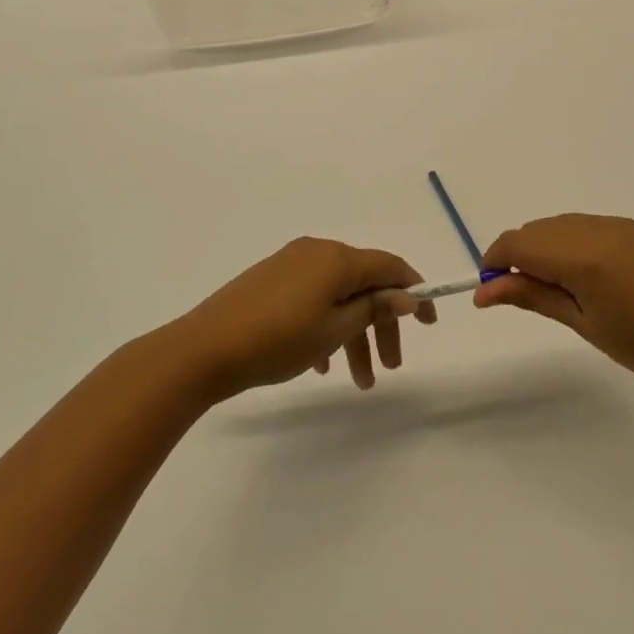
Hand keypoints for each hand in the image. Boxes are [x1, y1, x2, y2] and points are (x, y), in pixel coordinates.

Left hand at [172, 237, 436, 401]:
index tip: (429, 324)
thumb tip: (405, 295)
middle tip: (390, 367)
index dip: (414, 293)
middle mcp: (317, 252)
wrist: (204, 349)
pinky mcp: (271, 281)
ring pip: (338, 296)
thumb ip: (373, 308)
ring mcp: (291, 265)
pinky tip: (323, 364)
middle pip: (365, 284)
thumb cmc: (278, 340)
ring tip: (358, 381)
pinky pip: (313, 299)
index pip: (390, 267)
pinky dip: (327, 326)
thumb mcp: (334, 329)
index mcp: (337, 258)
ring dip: (353, 335)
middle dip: (381, 325)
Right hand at [474, 214, 633, 401]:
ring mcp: (618, 225)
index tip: (487, 288)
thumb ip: (532, 296)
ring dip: (542, 247)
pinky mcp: (633, 229)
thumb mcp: (582, 323)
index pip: (519, 242)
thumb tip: (484, 291)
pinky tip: (577, 274)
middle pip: (536, 229)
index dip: (494, 260)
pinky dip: (567, 242)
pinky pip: (584, 225)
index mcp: (584, 256)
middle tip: (517, 293)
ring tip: (550, 287)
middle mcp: (598, 229)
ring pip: (559, 225)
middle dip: (517, 255)